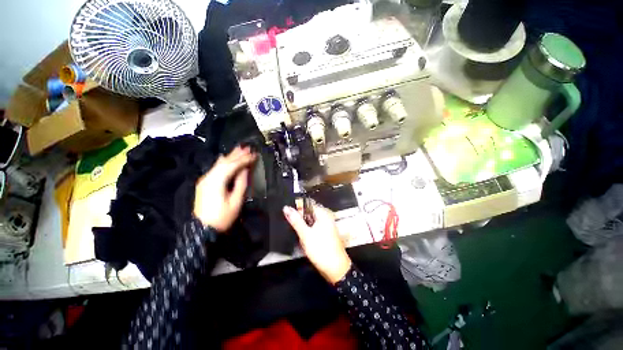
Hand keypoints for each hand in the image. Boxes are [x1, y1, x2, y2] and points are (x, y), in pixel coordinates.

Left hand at [194, 146, 256, 231]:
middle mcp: (209, 177)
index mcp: (217, 181)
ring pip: (219, 164)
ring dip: (230, 156)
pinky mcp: (205, 183)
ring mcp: (205, 180)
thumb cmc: (222, 217)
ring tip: (239, 149)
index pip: (232, 166)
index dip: (244, 160)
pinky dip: (223, 162)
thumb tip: (245, 170)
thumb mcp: (235, 202)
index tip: (254, 155)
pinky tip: (224, 157)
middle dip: (237, 154)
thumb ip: (241, 184)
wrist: (202, 229)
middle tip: (247, 147)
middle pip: (224, 162)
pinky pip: (215, 168)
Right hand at [283, 204, 351, 283]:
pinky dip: (308, 233)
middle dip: (300, 220)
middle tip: (297, 229)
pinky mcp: (325, 233)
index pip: (307, 204)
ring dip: (304, 228)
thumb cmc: (321, 249)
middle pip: (308, 213)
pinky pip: (314, 229)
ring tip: (302, 237)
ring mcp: (326, 226)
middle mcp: (326, 217)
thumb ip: (295, 220)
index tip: (290, 216)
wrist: (335, 269)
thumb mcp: (305, 234)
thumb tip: (286, 208)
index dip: (298, 209)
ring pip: (310, 222)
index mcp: (323, 214)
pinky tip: (306, 241)